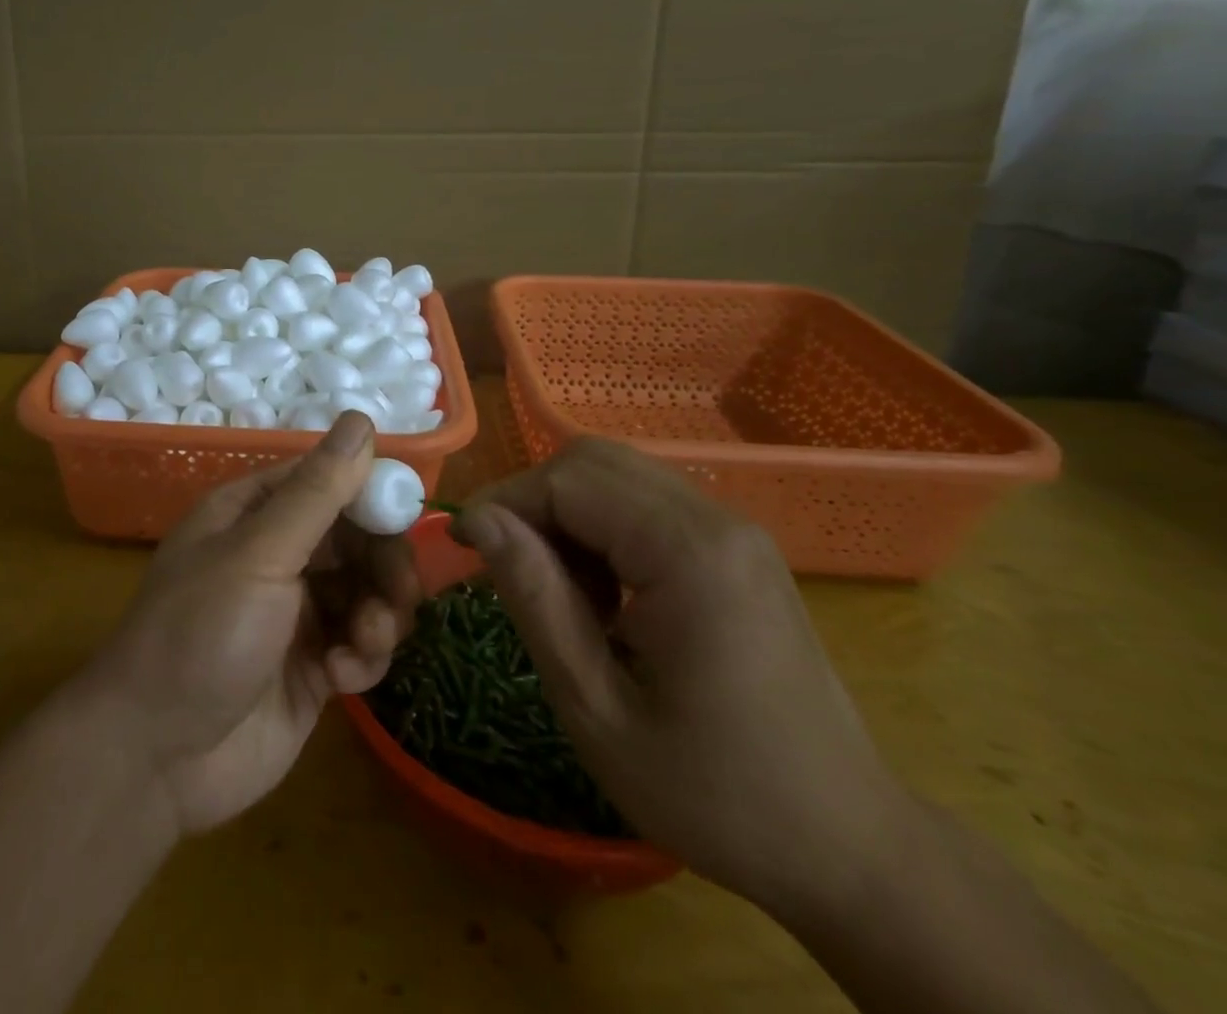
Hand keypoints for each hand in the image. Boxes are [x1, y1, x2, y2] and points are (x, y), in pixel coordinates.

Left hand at [77, 414, 420, 834]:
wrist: (157, 759)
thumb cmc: (201, 634)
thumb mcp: (258, 554)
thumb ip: (316, 492)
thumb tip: (361, 420)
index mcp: (254, 513)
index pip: (329, 481)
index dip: (371, 494)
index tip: (406, 519)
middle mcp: (277, 553)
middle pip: (357, 537)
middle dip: (384, 564)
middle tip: (398, 595)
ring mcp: (296, 611)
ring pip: (367, 591)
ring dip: (380, 615)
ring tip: (365, 644)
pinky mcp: (312, 666)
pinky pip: (360, 643)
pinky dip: (363, 656)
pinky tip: (341, 678)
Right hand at [456, 438, 912, 916]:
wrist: (848, 849)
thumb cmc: (714, 793)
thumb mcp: (596, 707)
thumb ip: (534, 599)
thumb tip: (477, 520)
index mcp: (687, 554)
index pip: (567, 480)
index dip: (504, 502)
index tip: (463, 550)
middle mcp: (717, 521)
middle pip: (592, 461)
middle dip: (533, 502)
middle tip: (509, 571)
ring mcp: (734, 531)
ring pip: (617, 475)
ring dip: (567, 516)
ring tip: (560, 592)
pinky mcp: (737, 549)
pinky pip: (647, 504)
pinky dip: (603, 529)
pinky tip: (604, 596)